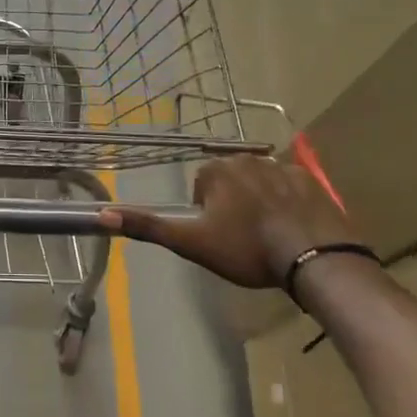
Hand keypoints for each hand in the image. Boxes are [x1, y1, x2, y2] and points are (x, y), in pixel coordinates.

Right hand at [104, 155, 359, 289]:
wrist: (313, 257)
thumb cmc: (246, 249)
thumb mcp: (191, 242)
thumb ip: (148, 227)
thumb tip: (102, 214)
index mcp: (218, 170)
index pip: (202, 184)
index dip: (205, 212)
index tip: (217, 235)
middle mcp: (249, 159)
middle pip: (231, 181)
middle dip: (232, 204)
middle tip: (241, 238)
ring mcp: (284, 167)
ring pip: (261, 184)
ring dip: (260, 203)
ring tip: (268, 237)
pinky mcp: (313, 181)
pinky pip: (291, 188)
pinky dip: (289, 204)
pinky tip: (293, 229)